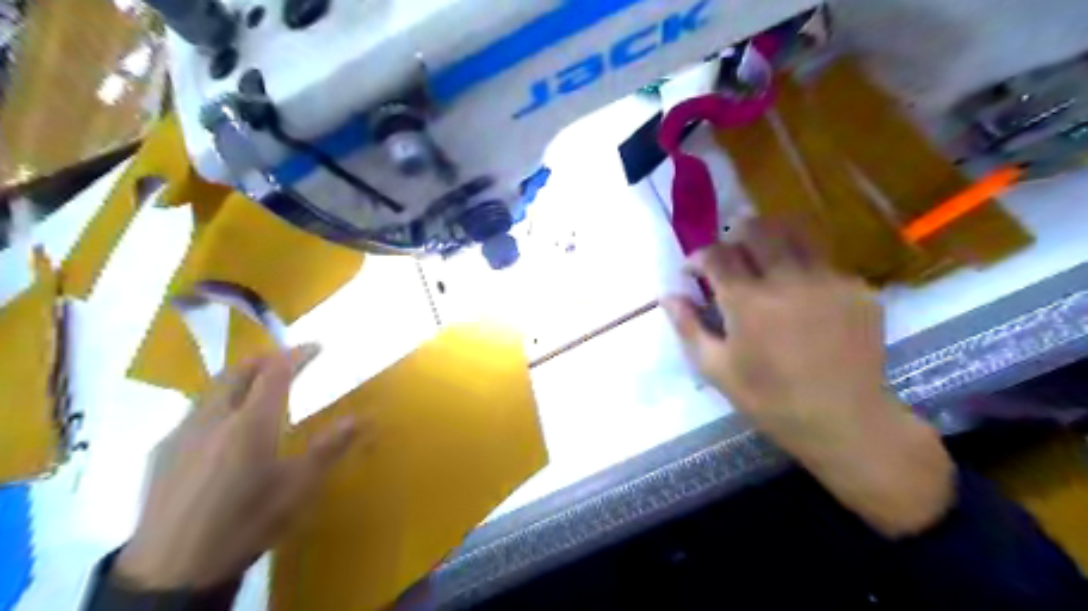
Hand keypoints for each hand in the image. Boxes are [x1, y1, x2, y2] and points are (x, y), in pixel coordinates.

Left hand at [117, 349, 358, 591]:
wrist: (170, 569)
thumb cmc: (245, 523)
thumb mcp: (297, 488)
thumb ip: (329, 448)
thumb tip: (363, 418)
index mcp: (251, 423)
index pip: (275, 372)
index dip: (297, 354)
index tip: (316, 347)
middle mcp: (214, 417)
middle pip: (238, 371)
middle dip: (265, 358)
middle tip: (287, 359)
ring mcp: (183, 432)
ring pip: (213, 389)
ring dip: (240, 378)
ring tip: (258, 387)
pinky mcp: (162, 452)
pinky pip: (196, 411)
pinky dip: (219, 401)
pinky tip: (223, 427)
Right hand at [664, 223, 953, 536]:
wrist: (845, 420)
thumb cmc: (770, 399)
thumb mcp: (716, 369)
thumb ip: (688, 327)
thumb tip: (667, 295)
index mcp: (747, 301)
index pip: (716, 254)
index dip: (699, 256)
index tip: (694, 270)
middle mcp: (786, 279)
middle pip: (757, 229)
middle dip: (734, 236)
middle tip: (730, 258)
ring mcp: (826, 279)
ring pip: (795, 232)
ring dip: (771, 238)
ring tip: (765, 258)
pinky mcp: (856, 287)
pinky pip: (823, 259)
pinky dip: (803, 265)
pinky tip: (802, 293)